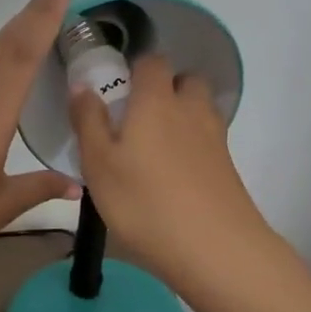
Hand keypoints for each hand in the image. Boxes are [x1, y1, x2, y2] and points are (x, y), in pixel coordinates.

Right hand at [67, 55, 273, 292]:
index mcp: (156, 101)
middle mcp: (190, 110)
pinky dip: (193, 147)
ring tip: (154, 148)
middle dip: (166, 88)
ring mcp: (215, 139)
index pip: (152, 62)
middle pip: (186, 81)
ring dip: (182, 116)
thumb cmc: (144, 202)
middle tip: (138, 117)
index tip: (117, 89)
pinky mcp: (228, 168)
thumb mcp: (98, 164)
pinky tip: (173, 177)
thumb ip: (88, 120)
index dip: (135, 68)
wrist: (214, 249)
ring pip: (200, 110)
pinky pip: (209, 141)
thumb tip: (82, 85)